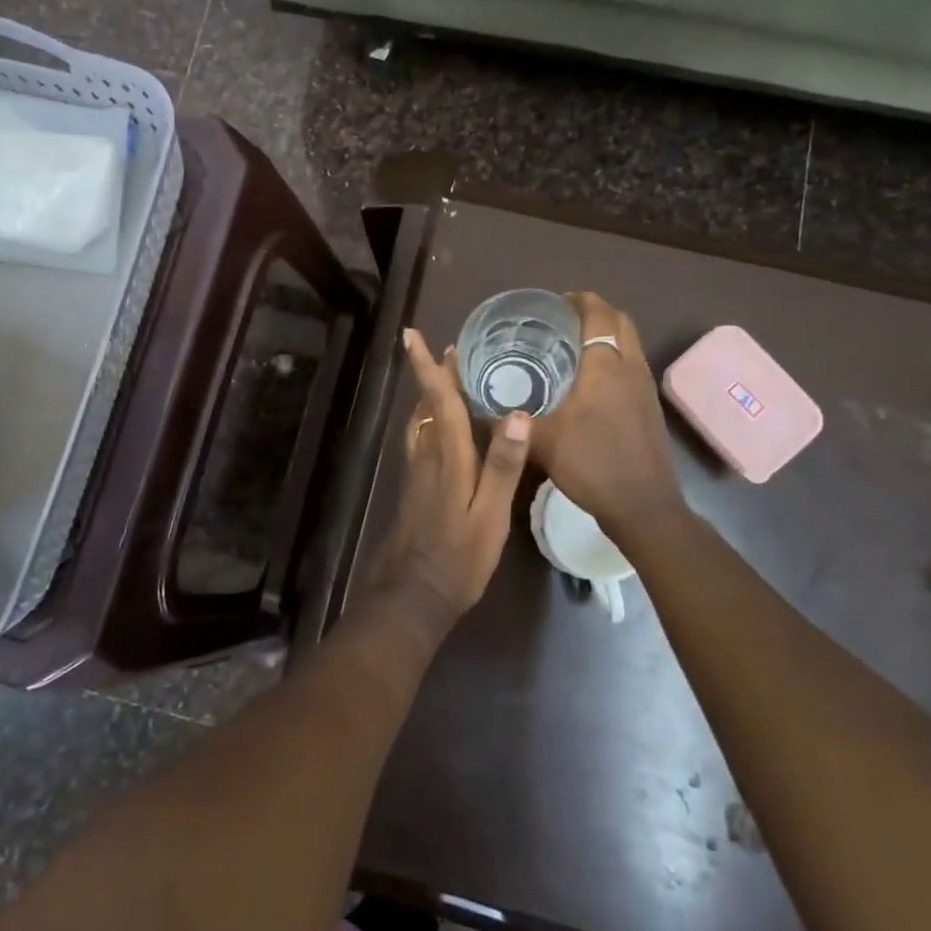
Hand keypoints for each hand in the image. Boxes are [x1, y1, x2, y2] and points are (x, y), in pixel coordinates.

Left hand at [375, 330, 532, 623]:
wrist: (414, 594)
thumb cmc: (458, 556)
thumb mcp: (490, 514)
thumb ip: (503, 464)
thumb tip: (520, 413)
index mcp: (447, 456)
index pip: (438, 400)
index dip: (426, 367)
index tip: (411, 335)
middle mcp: (428, 456)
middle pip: (429, 406)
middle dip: (435, 375)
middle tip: (450, 350)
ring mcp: (418, 472)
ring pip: (422, 422)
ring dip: (433, 397)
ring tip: (450, 380)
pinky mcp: (417, 488)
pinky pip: (424, 440)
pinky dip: (433, 421)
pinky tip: (446, 430)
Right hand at [530, 292, 684, 544]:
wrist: (643, 506)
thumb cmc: (591, 464)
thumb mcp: (541, 442)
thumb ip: (510, 422)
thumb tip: (475, 408)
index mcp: (605, 366)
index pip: (598, 314)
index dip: (579, 300)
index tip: (554, 301)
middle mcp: (630, 367)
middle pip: (620, 321)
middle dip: (594, 311)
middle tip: (561, 320)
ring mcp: (645, 387)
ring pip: (630, 342)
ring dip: (607, 334)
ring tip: (572, 345)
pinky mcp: (649, 406)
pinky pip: (632, 363)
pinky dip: (614, 356)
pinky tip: (590, 381)